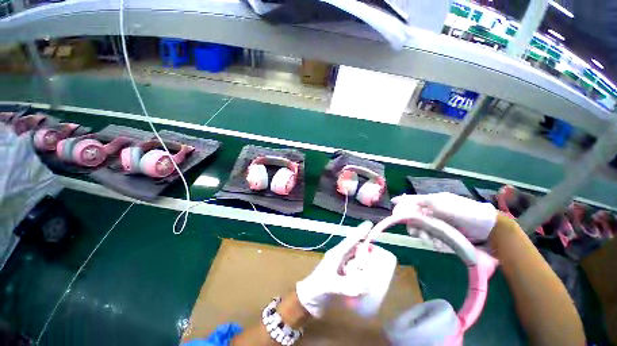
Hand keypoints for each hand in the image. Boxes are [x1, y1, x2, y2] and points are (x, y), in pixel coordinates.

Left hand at [296, 221, 373, 317]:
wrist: (309, 298)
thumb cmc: (317, 287)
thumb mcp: (330, 285)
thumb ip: (346, 286)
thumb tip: (365, 287)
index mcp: (336, 254)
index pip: (350, 240)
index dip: (360, 232)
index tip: (369, 224)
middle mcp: (340, 257)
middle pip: (355, 248)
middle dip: (365, 248)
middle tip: (375, 251)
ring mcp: (341, 265)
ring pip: (355, 257)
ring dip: (363, 259)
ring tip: (372, 264)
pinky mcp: (343, 273)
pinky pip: (355, 267)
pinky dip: (361, 269)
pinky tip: (366, 276)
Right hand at [391, 193, 497, 241]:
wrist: (488, 228)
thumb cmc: (464, 211)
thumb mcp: (440, 203)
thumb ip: (417, 201)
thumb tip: (395, 200)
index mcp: (429, 202)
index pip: (410, 203)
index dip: (402, 208)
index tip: (396, 215)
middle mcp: (431, 212)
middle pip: (413, 218)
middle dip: (414, 226)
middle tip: (417, 234)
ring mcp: (437, 223)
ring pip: (421, 228)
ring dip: (422, 235)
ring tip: (430, 241)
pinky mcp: (442, 233)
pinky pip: (430, 236)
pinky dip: (431, 240)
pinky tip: (436, 243)